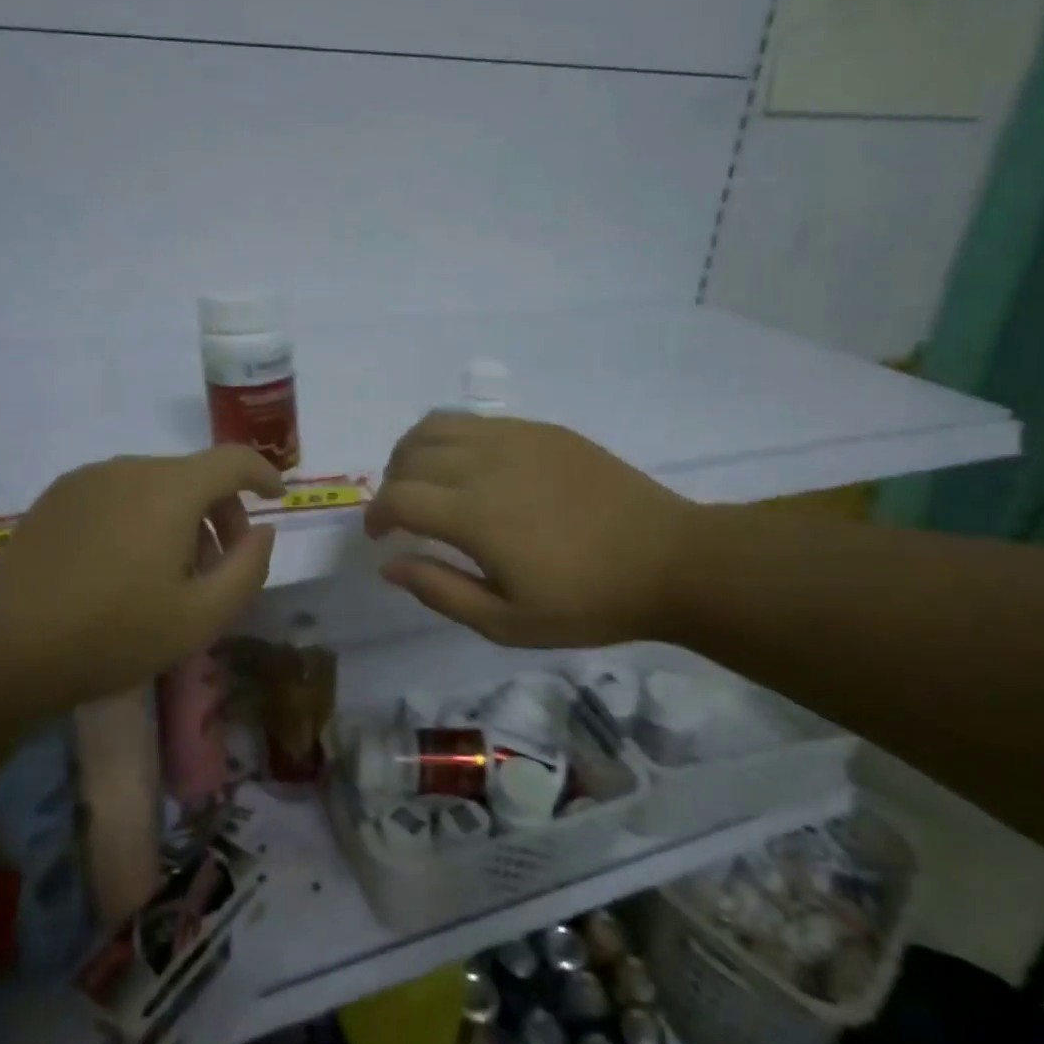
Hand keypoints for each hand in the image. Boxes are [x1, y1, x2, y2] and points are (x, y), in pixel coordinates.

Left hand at [0, 446, 283, 695]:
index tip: (276, 497)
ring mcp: (87, 479)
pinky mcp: (56, 497)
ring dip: (180, 516)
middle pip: (195, 475)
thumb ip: (249, 567)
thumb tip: (261, 531)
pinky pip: (118, 494)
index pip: (234, 459)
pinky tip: (126, 565)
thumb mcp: (203, 615)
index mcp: (171, 489)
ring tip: (172, 571)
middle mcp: (130, 468)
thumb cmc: (116, 633)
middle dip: (221, 511)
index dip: (263, 473)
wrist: (7, 649)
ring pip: (155, 485)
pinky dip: (141, 516)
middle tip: (221, 564)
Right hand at [365, 415, 697, 646]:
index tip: (379, 536)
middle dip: (391, 483)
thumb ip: (440, 592)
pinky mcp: (542, 429)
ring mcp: (516, 438)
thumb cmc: (587, 602)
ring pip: (437, 426)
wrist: (668, 560)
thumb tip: (389, 565)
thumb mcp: (507, 623)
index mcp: (474, 514)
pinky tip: (469, 467)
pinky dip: (451, 438)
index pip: (397, 497)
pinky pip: (476, 420)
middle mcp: (486, 463)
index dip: (375, 515)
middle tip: (401, 514)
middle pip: (410, 454)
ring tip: (423, 480)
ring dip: (413, 451)